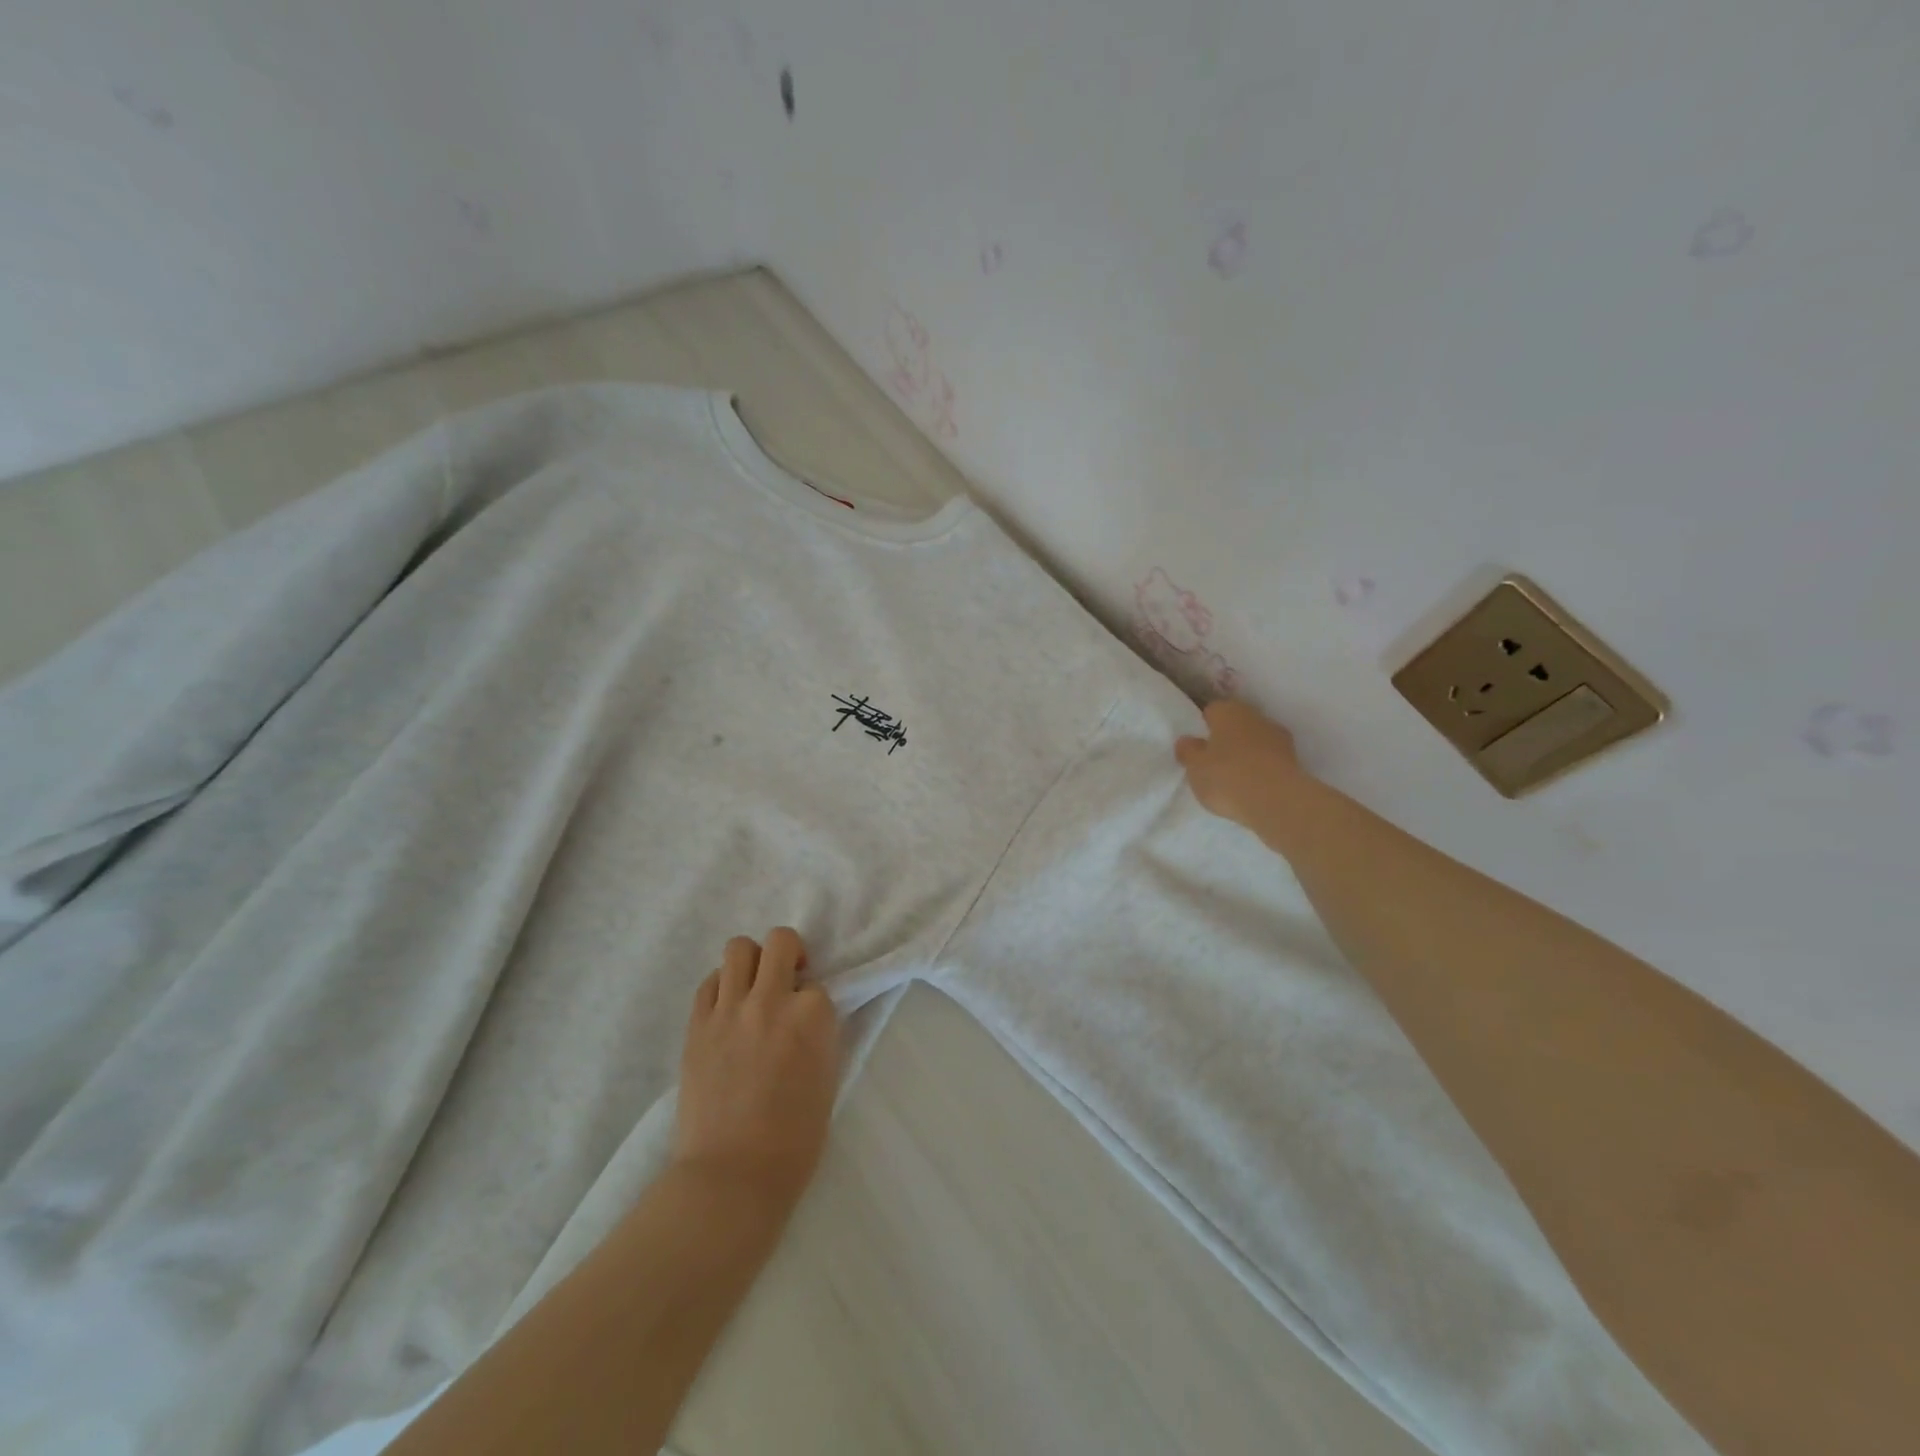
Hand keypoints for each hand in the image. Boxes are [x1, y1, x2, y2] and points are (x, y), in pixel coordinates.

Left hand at [672, 928, 839, 1216]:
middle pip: (780, 941)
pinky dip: (721, 986)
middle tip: (788, 980)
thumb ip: (819, 1034)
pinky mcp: (697, 1026)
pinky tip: (727, 1010)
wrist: (732, 1175)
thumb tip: (808, 1015)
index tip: (808, 1025)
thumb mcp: (827, 1077)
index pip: (818, 985)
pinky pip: (709, 982)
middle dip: (789, 954)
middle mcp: (771, 1001)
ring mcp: (729, 1010)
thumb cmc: (795, 1139)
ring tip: (754, 988)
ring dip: (752, 961)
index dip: (813, 1003)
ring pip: (738, 948)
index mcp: (812, 1016)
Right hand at [1175, 699, 1307, 830]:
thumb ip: (1188, 751)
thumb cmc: (1227, 776)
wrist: (1277, 801)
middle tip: (1213, 762)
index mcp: (1229, 711)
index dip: (1204, 727)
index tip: (1198, 746)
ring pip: (1256, 741)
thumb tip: (1187, 740)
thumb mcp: (1195, 767)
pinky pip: (1269, 760)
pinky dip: (1261, 769)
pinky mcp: (1294, 761)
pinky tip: (1252, 788)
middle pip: (1237, 724)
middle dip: (1227, 739)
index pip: (1212, 710)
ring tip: (1234, 779)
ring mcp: (1279, 738)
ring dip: (1247, 754)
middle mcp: (1256, 717)